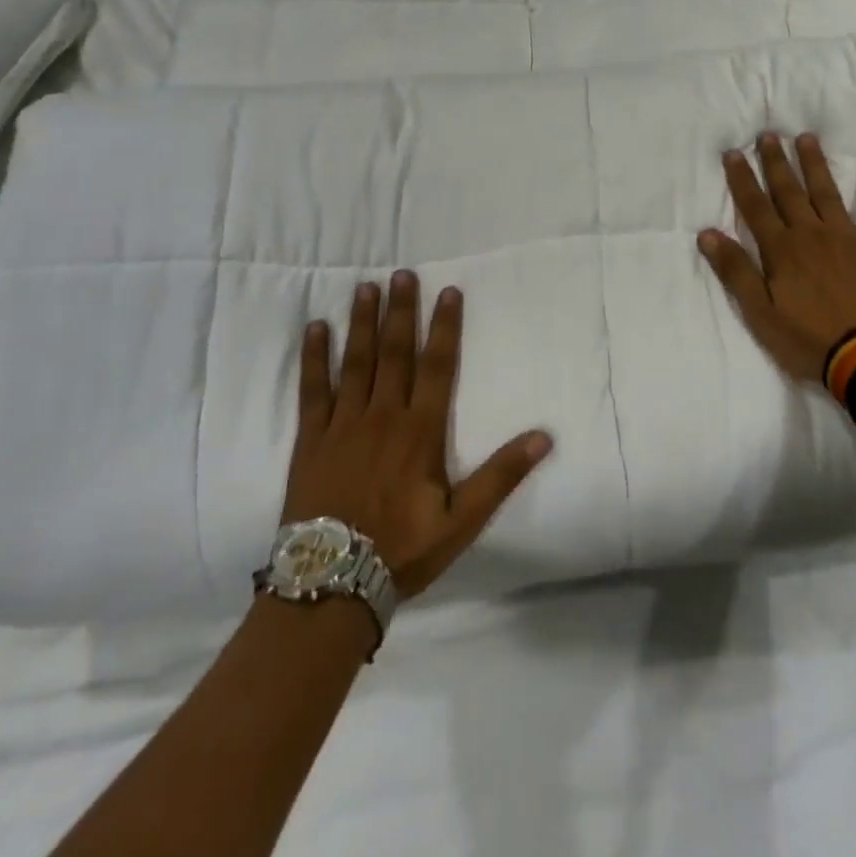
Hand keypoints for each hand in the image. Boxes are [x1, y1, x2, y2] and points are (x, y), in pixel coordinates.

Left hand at [282, 272, 553, 598]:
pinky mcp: (311, 438)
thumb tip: (544, 436)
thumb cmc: (402, 550)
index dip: (444, 327)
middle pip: (394, 353)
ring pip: (355, 362)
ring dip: (361, 322)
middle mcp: (382, 416)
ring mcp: (343, 424)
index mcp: (420, 431)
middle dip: (400, 311)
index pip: (437, 367)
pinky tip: (315, 329)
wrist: (331, 583)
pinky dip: (314, 357)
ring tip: (365, 286)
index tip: (448, 291)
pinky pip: (313, 389)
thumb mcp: (462, 521)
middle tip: (402, 273)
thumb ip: (501, 476)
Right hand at [696, 133, 855, 383]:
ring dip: (814, 164)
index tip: (734, 153)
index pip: (755, 207)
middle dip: (776, 162)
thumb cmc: (808, 339)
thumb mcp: (760, 313)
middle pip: (789, 192)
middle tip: (768, 135)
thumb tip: (708, 234)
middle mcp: (811, 234)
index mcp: (781, 250)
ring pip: (826, 192)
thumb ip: (736, 271)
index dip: (743, 179)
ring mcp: (847, 237)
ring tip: (806, 138)